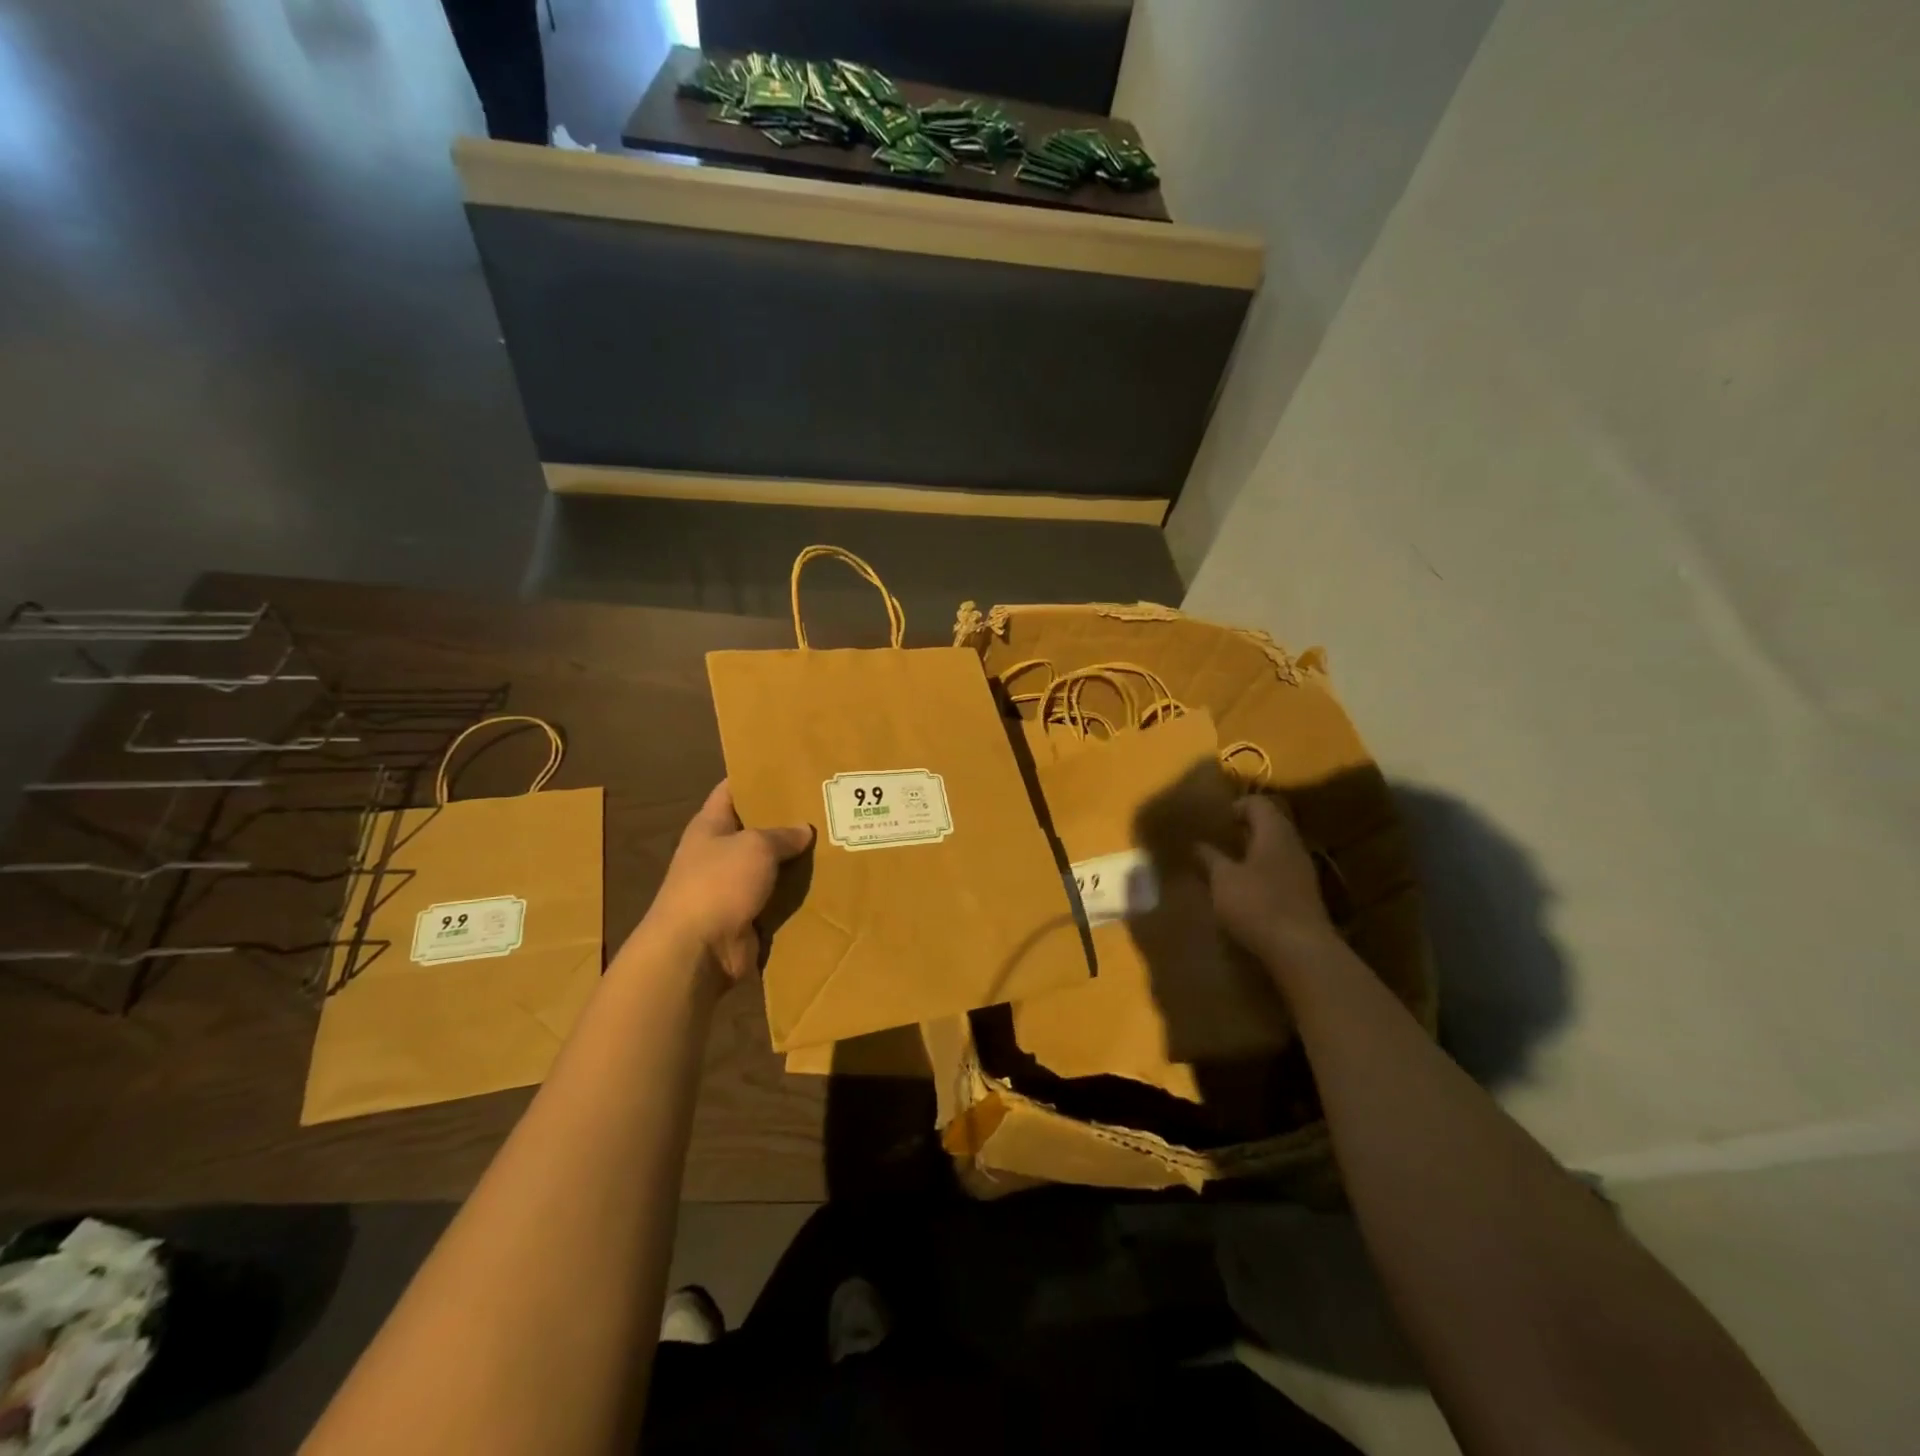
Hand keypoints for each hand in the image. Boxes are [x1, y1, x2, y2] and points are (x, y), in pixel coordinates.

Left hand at [645, 780, 812, 982]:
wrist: (697, 951)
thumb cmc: (718, 884)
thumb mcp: (755, 846)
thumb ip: (782, 835)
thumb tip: (804, 829)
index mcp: (710, 827)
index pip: (731, 791)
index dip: (755, 777)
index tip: (789, 769)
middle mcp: (718, 854)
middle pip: (756, 830)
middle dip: (787, 822)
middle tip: (826, 807)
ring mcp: (732, 888)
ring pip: (771, 868)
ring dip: (797, 862)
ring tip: (836, 844)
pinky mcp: (747, 918)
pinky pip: (777, 900)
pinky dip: (798, 896)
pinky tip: (828, 884)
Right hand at [1197, 794, 1340, 968]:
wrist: (1301, 949)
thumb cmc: (1257, 904)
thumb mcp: (1223, 880)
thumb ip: (1210, 858)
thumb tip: (1197, 844)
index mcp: (1274, 833)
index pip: (1259, 804)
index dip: (1237, 806)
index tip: (1217, 820)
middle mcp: (1292, 846)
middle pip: (1271, 825)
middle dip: (1245, 829)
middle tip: (1219, 838)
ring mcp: (1302, 871)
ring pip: (1276, 849)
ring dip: (1254, 852)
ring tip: (1228, 864)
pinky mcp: (1304, 895)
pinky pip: (1280, 871)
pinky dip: (1262, 872)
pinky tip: (1246, 889)